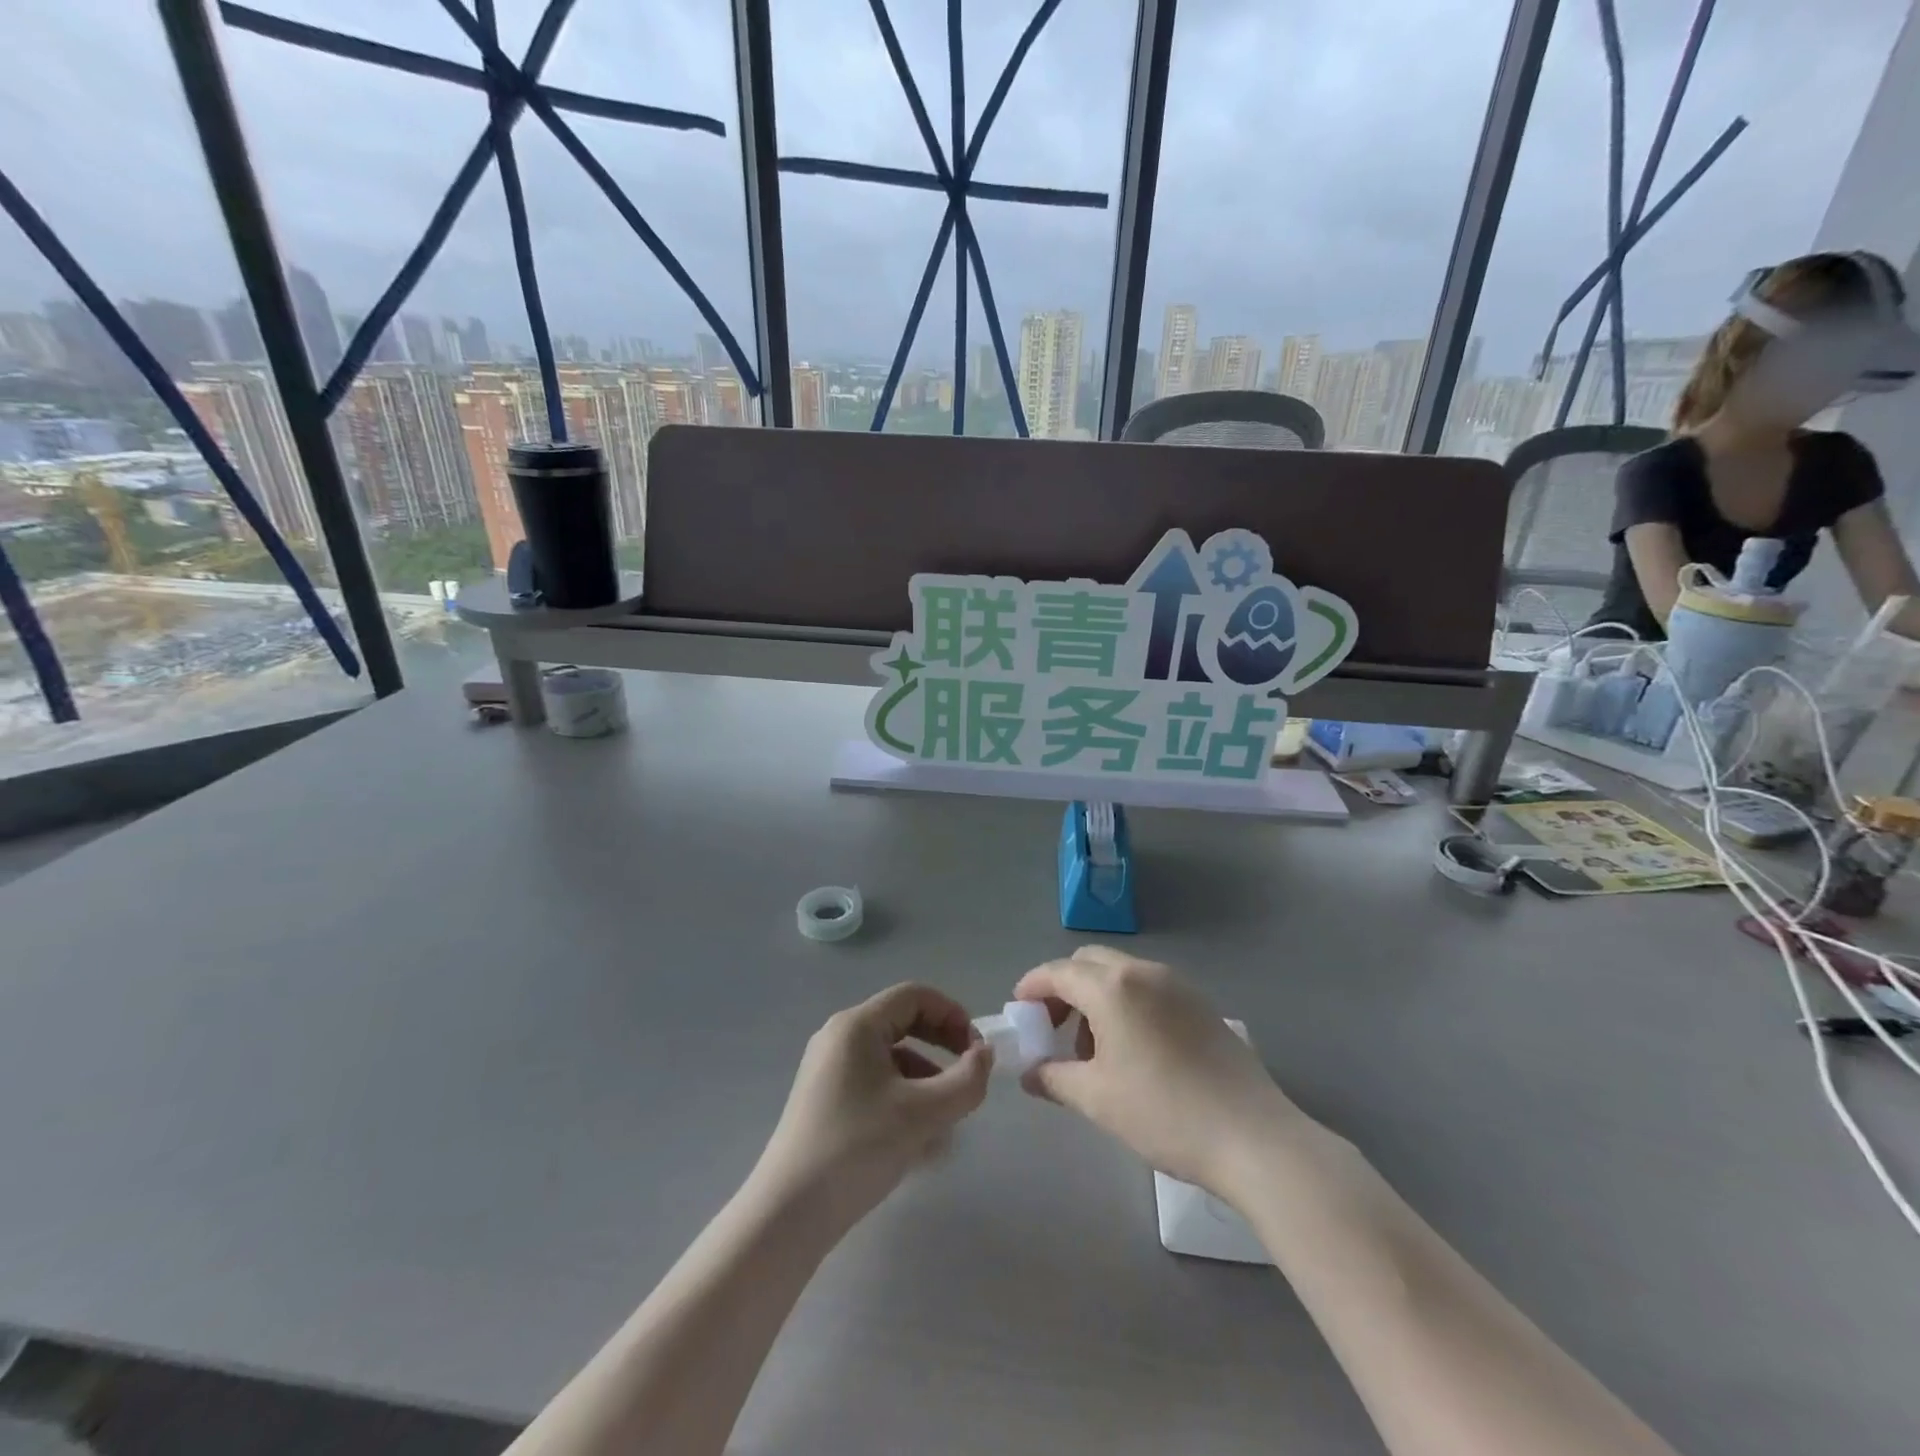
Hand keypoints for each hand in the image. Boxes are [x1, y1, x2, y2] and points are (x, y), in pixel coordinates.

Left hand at [754, 983, 993, 1231]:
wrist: (789, 1214)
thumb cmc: (857, 1148)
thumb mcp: (922, 1114)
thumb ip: (965, 1081)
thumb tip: (984, 1056)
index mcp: (857, 1025)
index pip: (915, 996)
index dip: (952, 1015)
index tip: (977, 1051)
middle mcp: (839, 1037)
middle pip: (903, 1023)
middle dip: (942, 1047)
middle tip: (969, 1076)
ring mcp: (829, 1069)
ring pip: (892, 1059)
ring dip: (927, 1080)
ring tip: (948, 1122)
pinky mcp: (826, 1100)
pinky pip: (875, 1084)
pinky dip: (903, 1100)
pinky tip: (920, 1143)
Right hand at [1014, 945, 1296, 1194]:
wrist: (1253, 1137)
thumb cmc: (1164, 1113)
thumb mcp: (1097, 1099)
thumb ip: (1053, 1078)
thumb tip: (1030, 1073)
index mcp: (1113, 988)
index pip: (1058, 972)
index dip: (1032, 987)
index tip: (1018, 1009)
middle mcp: (1144, 972)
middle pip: (1089, 963)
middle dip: (1064, 988)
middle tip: (1053, 1029)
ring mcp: (1178, 984)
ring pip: (1121, 974)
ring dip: (1096, 997)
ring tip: (1094, 1050)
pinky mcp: (1201, 1003)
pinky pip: (1149, 988)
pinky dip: (1127, 1004)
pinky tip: (1132, 1050)